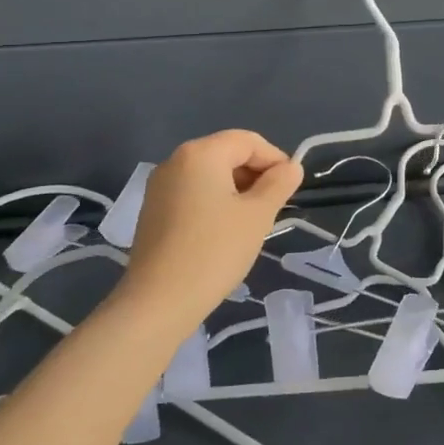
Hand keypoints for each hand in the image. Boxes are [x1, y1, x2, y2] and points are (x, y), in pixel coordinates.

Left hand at [114, 130, 302, 331]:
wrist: (158, 303)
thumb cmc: (214, 251)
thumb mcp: (258, 215)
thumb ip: (279, 184)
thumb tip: (291, 167)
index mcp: (201, 153)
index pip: (248, 141)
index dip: (275, 159)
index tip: (290, 189)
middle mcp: (175, 161)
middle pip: (227, 154)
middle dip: (255, 175)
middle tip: (273, 208)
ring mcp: (159, 186)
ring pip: (210, 175)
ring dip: (237, 190)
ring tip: (251, 222)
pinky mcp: (152, 211)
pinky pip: (193, 193)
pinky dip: (214, 203)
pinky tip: (224, 232)